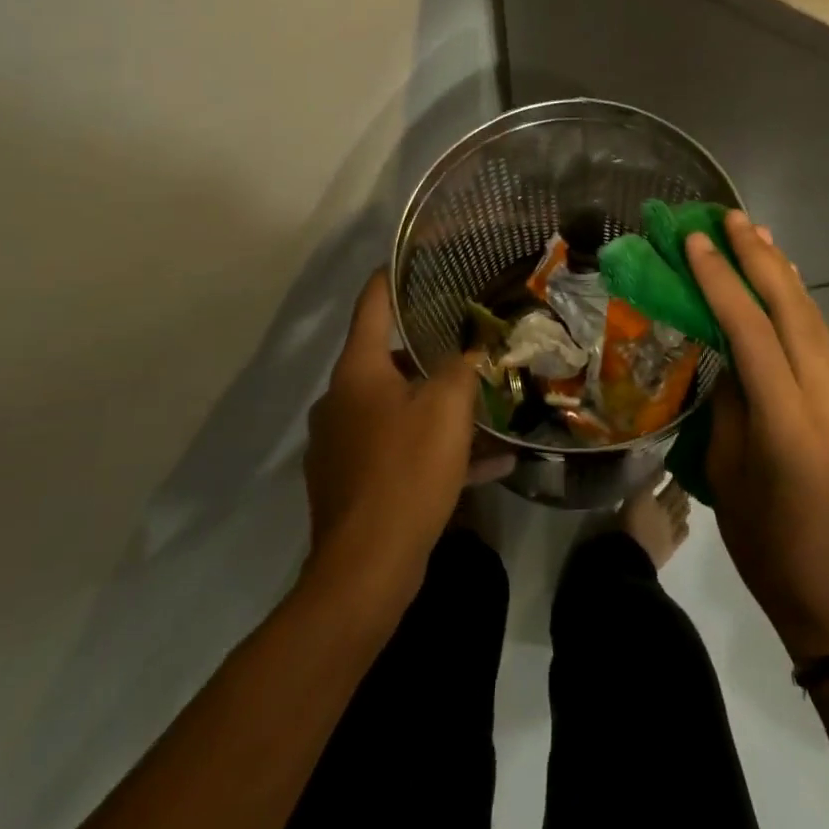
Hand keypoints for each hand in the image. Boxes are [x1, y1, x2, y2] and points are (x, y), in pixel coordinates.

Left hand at [303, 272, 506, 612]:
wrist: (366, 568)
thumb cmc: (405, 470)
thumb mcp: (447, 408)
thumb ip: (462, 366)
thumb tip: (472, 346)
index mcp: (357, 372)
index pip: (371, 306)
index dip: (391, 279)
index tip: (412, 260)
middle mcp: (341, 401)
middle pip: (388, 360)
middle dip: (430, 354)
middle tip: (470, 344)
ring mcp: (342, 444)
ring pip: (398, 409)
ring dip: (439, 408)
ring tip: (485, 408)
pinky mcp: (352, 482)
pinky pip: (400, 451)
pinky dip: (435, 450)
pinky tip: (487, 463)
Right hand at [686, 212, 828, 662]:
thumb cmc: (763, 541)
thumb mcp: (726, 468)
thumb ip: (730, 400)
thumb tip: (726, 350)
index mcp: (786, 420)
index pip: (751, 330)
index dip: (721, 280)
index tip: (695, 242)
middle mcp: (825, 398)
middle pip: (792, 310)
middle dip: (760, 258)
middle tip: (731, 218)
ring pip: (813, 319)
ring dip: (783, 273)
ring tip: (757, 235)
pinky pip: (822, 341)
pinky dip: (799, 304)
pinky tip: (785, 283)